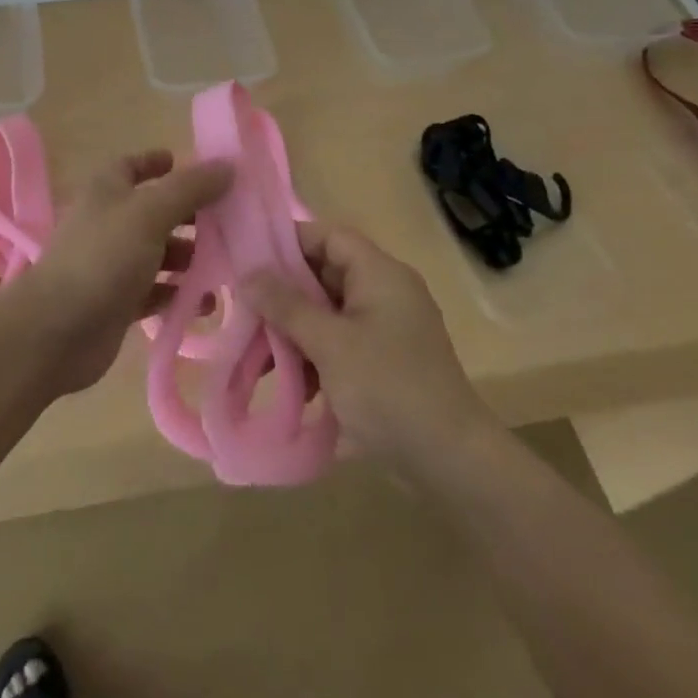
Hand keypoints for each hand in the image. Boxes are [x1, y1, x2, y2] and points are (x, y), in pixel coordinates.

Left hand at [15, 150, 234, 394]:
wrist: (57, 330)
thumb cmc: (104, 257)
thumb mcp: (150, 213)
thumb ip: (190, 189)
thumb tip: (227, 166)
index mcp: (107, 190)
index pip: (132, 166)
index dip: (157, 163)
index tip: (190, 166)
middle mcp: (109, 222)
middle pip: (154, 210)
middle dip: (189, 214)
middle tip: (229, 221)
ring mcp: (112, 264)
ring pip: (158, 253)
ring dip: (189, 257)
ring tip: (226, 264)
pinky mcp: (118, 302)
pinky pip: (156, 291)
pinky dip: (178, 293)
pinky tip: (205, 303)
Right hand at [243, 222, 493, 467]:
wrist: (451, 461)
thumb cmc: (388, 388)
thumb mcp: (330, 344)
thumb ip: (287, 306)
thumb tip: (248, 274)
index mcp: (380, 273)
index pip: (329, 236)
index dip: (289, 242)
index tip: (249, 261)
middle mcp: (385, 291)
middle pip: (325, 274)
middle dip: (285, 294)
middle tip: (246, 310)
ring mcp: (387, 328)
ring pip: (329, 312)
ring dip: (296, 329)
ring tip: (259, 355)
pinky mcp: (385, 361)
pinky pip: (341, 341)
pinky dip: (315, 354)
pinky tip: (291, 383)